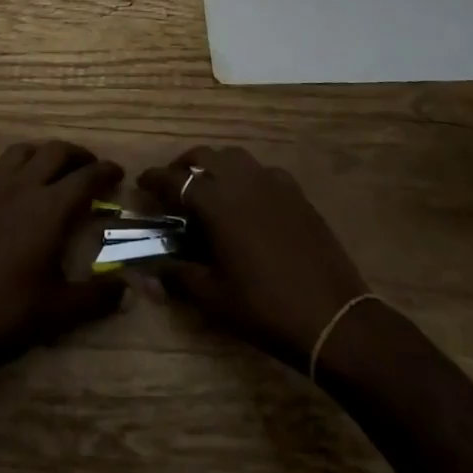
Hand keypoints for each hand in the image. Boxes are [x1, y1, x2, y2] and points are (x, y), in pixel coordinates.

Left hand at [0, 140, 125, 376]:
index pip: (87, 177)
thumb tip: (124, 289)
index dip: (106, 172)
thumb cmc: (8, 314)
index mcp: (50, 208)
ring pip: (19, 151)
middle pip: (55, 151)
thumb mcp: (60, 311)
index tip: (117, 174)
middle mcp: (22, 187)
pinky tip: (2, 184)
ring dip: (40, 154)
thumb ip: (97, 297)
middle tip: (89, 167)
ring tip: (49, 167)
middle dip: (77, 155)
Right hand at [139, 146, 370, 367]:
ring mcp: (273, 183)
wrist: (332, 316)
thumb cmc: (264, 308)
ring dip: (215, 165)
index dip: (154, 179)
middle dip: (183, 165)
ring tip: (208, 187)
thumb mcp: (213, 296)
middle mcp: (242, 181)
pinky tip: (247, 199)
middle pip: (204, 156)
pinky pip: (262, 172)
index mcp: (216, 202)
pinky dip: (246, 176)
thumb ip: (177, 275)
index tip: (141, 183)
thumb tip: (149, 268)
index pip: (175, 180)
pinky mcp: (296, 192)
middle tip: (172, 184)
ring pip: (234, 157)